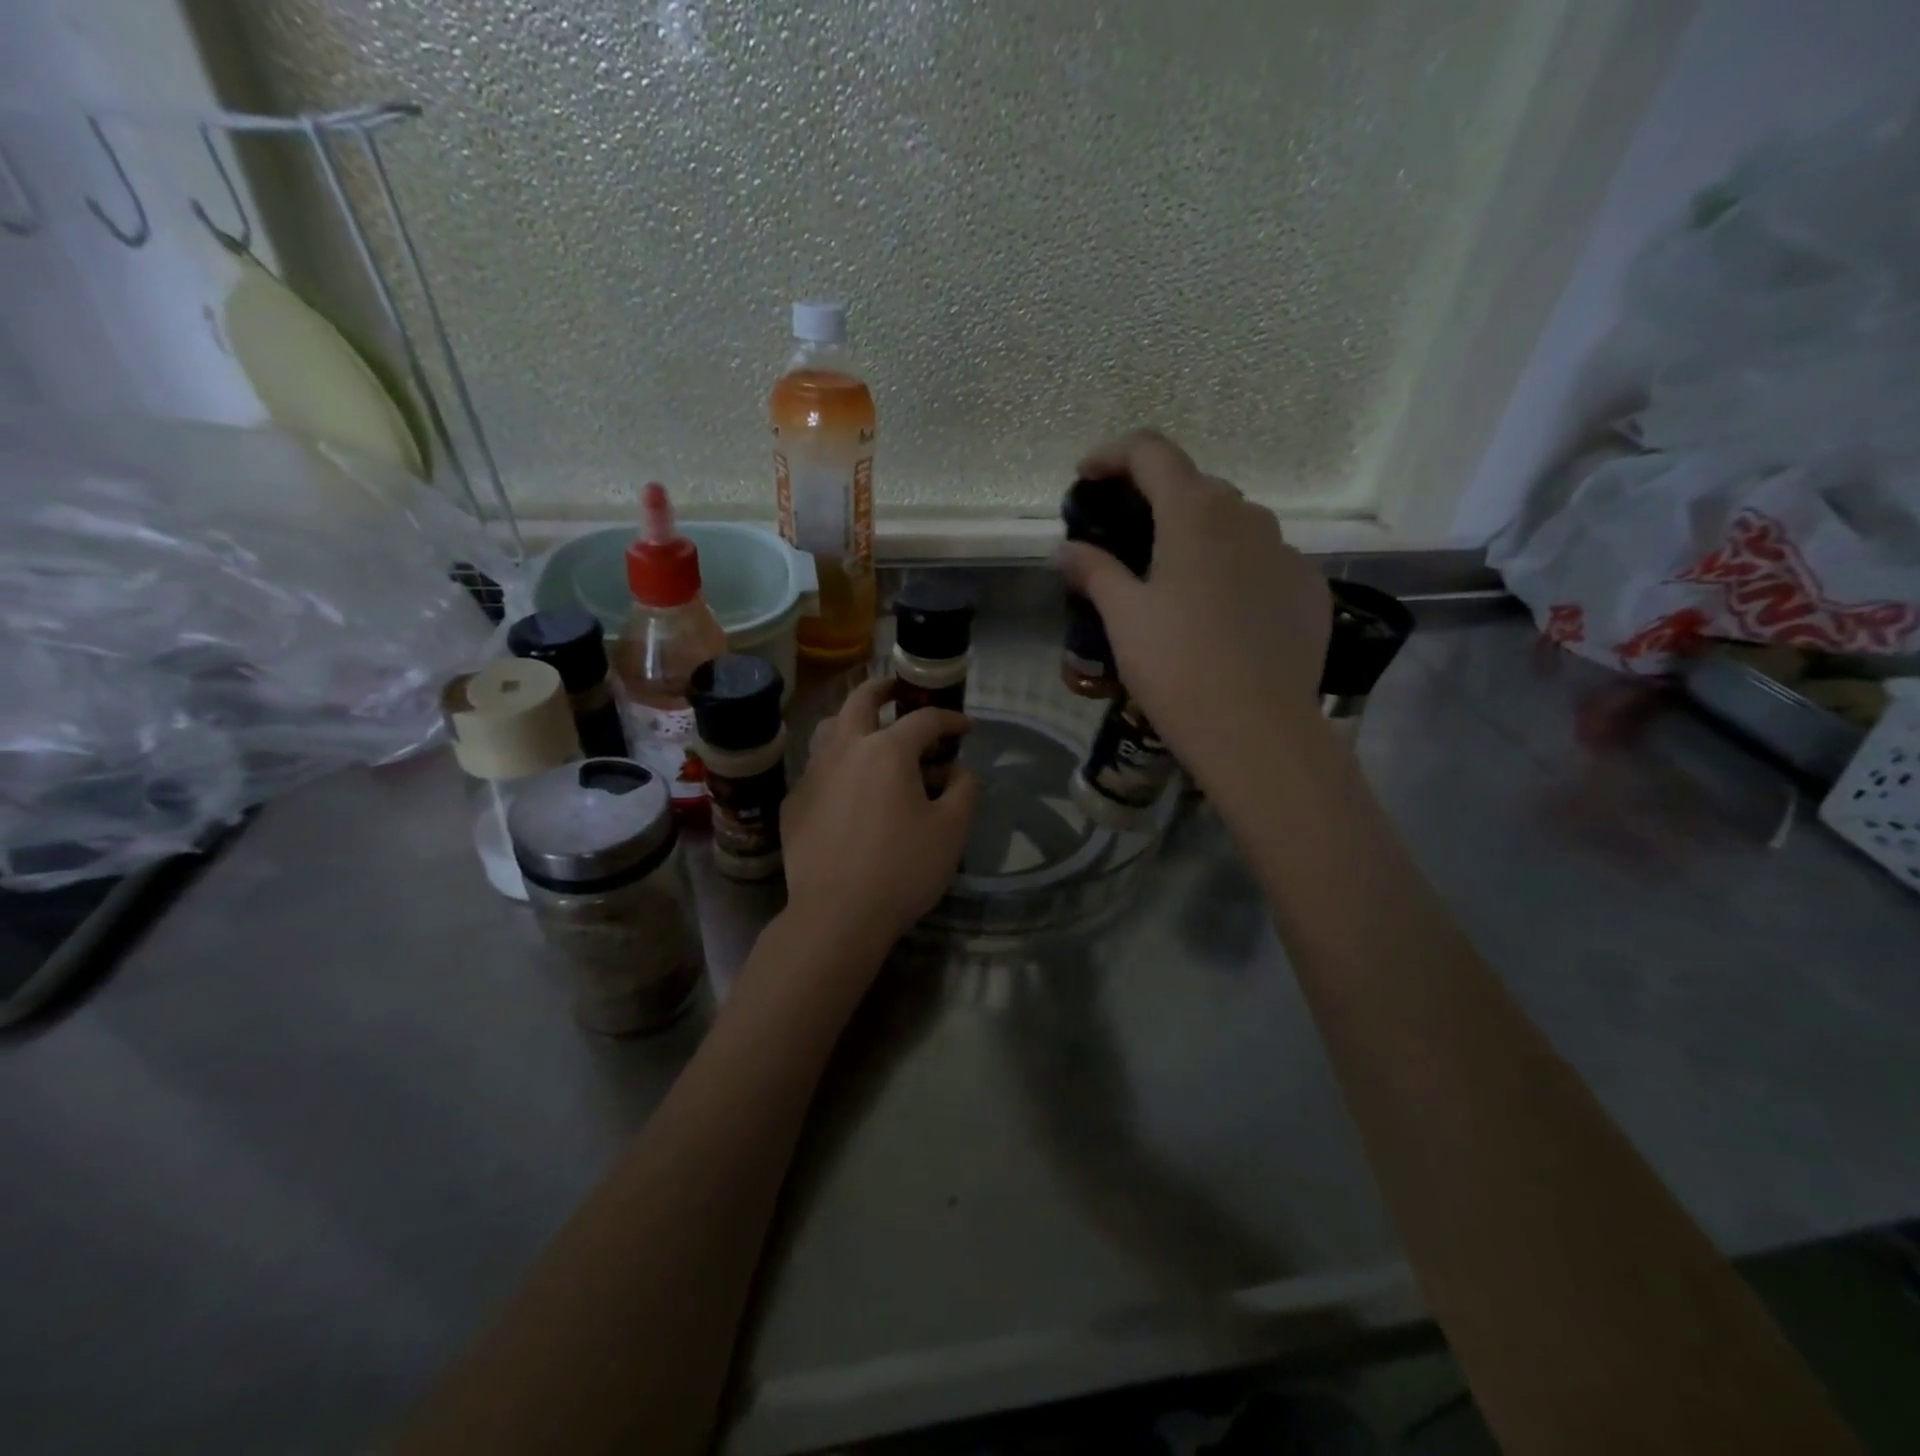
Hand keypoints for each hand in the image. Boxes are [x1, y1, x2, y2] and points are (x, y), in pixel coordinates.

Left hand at [781, 678, 980, 960]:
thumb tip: (961, 771)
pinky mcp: (795, 802)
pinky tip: (845, 786)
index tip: (966, 727)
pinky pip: (816, 768)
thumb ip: (965, 790)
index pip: (924, 719)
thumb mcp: (952, 831)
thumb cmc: (902, 868)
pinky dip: (834, 763)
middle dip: (883, 689)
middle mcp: (845, 749)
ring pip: (829, 728)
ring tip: (866, 732)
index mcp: (887, 750)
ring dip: (850, 720)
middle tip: (897, 691)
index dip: (950, 719)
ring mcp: (813, 774)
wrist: (837, 914)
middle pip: (861, 700)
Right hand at [1054, 429, 1332, 781]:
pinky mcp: (1309, 588)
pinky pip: (1263, 561)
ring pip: (1234, 525)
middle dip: (1155, 499)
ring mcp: (1286, 551)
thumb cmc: (1177, 666)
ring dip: (1197, 535)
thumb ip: (1095, 571)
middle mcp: (1248, 516)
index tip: (1086, 478)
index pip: (1151, 451)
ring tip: (1173, 580)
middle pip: (1194, 487)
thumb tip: (1068, 550)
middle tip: (1125, 537)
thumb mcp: (1123, 617)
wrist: (1257, 730)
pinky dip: (1234, 569)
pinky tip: (1219, 613)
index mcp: (1195, 512)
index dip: (1113, 455)